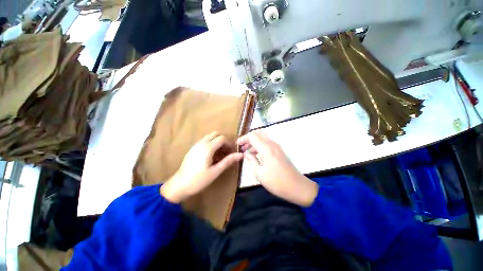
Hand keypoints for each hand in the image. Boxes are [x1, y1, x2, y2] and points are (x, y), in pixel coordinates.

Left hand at [160, 132, 242, 202]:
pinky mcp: (192, 149)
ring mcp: (196, 145)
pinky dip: (211, 144)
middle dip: (223, 140)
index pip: (222, 138)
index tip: (233, 151)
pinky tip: (212, 155)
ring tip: (220, 153)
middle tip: (227, 150)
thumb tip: (240, 155)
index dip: (229, 143)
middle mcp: (201, 143)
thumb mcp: (215, 171)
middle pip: (215, 134)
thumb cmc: (199, 180)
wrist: (179, 186)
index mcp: (207, 148)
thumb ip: (228, 161)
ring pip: (209, 137)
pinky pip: (204, 141)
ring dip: (217, 141)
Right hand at [237, 131, 317, 206]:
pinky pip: (267, 142)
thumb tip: (246, 154)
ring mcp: (277, 146)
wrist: (297, 186)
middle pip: (258, 133)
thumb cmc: (277, 182)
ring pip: (263, 137)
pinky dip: (260, 144)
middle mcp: (272, 144)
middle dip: (248, 138)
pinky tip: (256, 154)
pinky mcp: (279, 150)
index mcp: (266, 149)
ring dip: (254, 141)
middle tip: (242, 147)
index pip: (252, 136)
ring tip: (247, 151)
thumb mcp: (259, 174)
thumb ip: (251, 161)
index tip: (237, 145)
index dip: (243, 138)